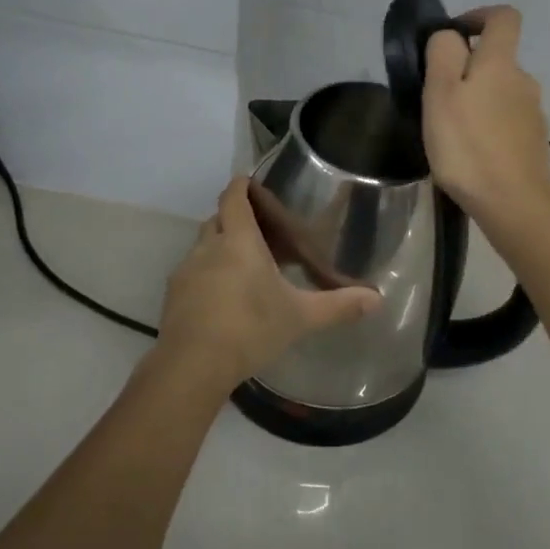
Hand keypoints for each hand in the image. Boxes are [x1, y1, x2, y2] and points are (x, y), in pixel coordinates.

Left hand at [154, 177, 381, 393]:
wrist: (192, 365)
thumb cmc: (251, 328)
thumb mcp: (300, 317)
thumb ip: (338, 305)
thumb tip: (377, 299)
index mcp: (239, 240)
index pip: (234, 196)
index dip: (241, 185)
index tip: (252, 183)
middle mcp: (209, 247)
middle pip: (217, 219)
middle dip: (234, 219)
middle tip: (260, 233)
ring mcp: (186, 271)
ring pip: (203, 246)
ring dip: (219, 249)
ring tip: (242, 268)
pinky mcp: (173, 295)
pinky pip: (191, 273)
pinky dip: (206, 276)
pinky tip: (221, 300)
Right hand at [422, 6, 549, 224]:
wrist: (512, 203)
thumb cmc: (468, 145)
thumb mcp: (440, 93)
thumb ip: (443, 54)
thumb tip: (450, 35)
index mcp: (501, 63)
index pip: (504, 17)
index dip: (478, 16)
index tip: (453, 36)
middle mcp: (524, 81)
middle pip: (497, 59)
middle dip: (468, 69)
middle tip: (436, 98)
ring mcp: (532, 113)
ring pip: (500, 92)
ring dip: (477, 100)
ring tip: (449, 129)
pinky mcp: (532, 141)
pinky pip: (506, 120)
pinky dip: (487, 125)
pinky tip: (470, 152)